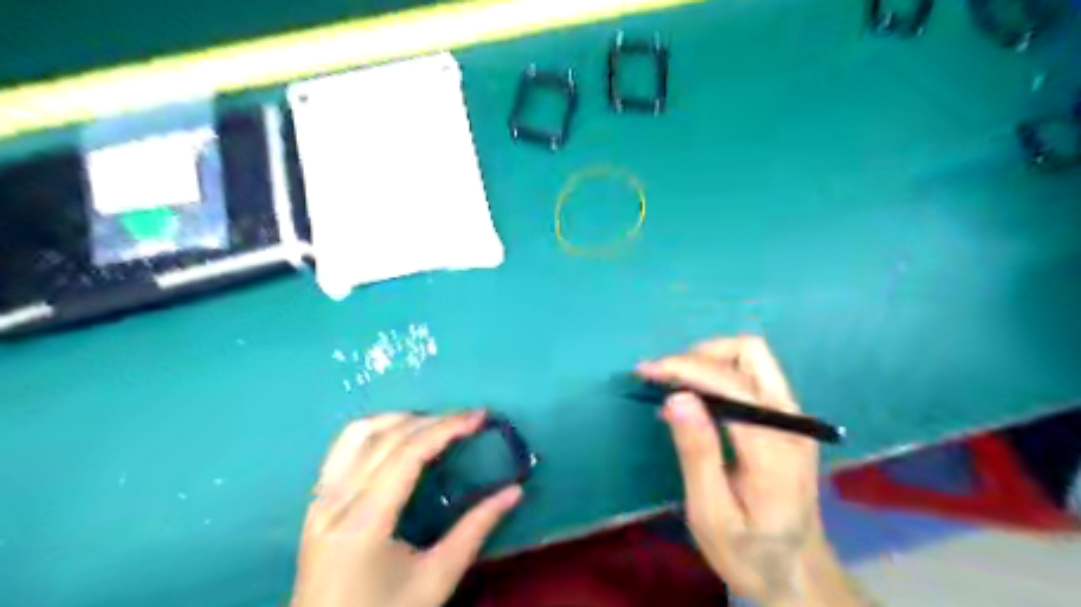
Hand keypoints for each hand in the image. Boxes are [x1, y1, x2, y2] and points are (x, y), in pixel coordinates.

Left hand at [288, 413, 520, 606]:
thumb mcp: (437, 580)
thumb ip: (476, 530)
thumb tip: (515, 491)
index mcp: (364, 523)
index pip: (407, 455)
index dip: (446, 428)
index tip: (479, 417)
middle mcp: (335, 502)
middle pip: (386, 439)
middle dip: (432, 420)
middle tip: (469, 418)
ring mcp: (319, 500)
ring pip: (358, 434)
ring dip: (401, 419)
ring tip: (435, 423)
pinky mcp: (316, 502)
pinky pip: (343, 448)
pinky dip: (375, 430)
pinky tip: (398, 435)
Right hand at [641, 336, 828, 605]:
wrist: (799, 574)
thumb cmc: (750, 552)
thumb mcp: (711, 515)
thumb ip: (697, 453)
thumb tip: (676, 397)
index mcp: (773, 449)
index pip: (730, 383)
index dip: (684, 368)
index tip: (646, 372)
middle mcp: (792, 422)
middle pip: (750, 352)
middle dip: (701, 354)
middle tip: (663, 376)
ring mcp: (795, 418)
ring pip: (752, 357)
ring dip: (709, 360)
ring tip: (673, 384)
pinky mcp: (788, 420)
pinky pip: (751, 376)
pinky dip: (717, 374)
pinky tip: (693, 399)